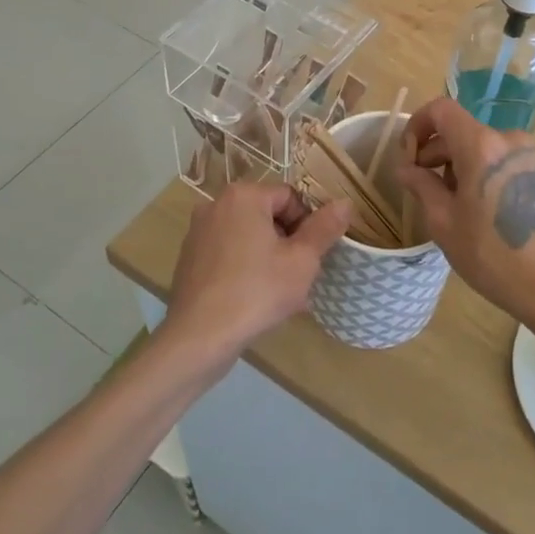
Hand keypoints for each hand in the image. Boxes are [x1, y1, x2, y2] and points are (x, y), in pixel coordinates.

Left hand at [161, 183, 350, 365]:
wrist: (199, 337)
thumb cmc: (256, 292)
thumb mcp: (302, 261)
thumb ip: (325, 228)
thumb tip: (345, 203)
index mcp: (244, 196)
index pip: (290, 197)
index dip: (307, 225)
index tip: (311, 256)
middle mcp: (216, 205)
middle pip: (267, 215)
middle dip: (287, 242)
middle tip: (298, 276)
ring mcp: (198, 232)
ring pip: (248, 237)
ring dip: (268, 257)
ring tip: (279, 292)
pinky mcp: (189, 258)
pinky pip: (228, 254)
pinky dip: (244, 268)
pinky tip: (254, 299)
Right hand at [395, 98, 534, 314]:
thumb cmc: (489, 253)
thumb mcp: (443, 221)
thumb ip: (421, 184)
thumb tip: (406, 168)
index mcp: (481, 145)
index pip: (442, 110)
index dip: (418, 125)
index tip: (409, 155)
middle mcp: (509, 139)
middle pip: (462, 130)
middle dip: (437, 153)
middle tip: (423, 186)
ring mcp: (531, 153)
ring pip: (483, 146)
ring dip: (461, 164)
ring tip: (454, 203)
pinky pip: (504, 159)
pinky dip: (485, 171)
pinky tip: (482, 207)